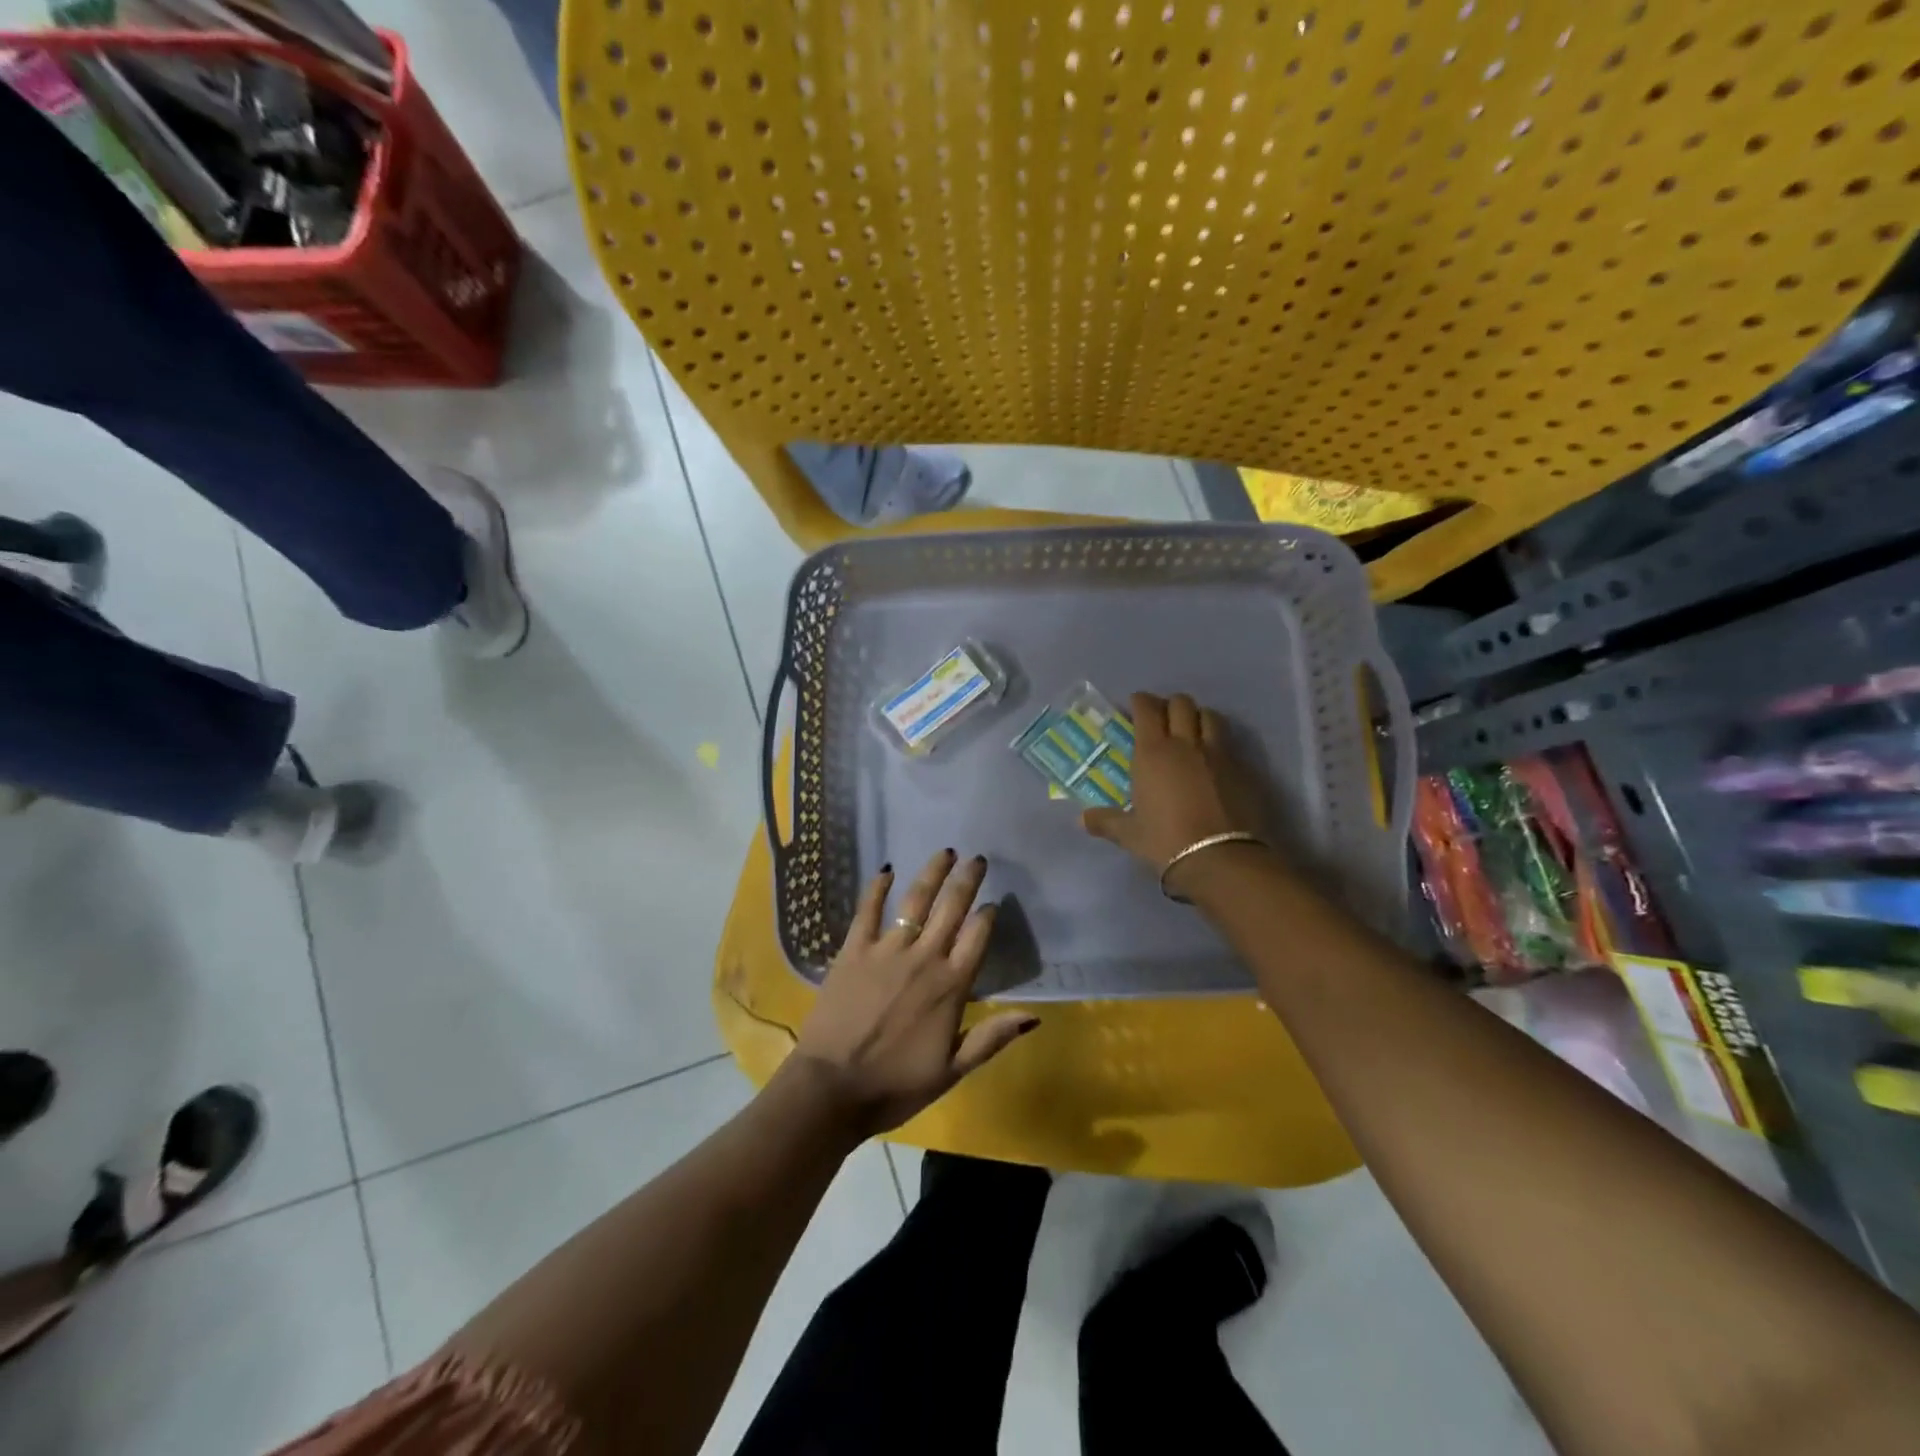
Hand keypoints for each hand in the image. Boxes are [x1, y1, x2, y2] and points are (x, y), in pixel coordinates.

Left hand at [792, 849, 1038, 1136]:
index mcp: (951, 986)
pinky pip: (868, 910)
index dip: (987, 915)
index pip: (977, 937)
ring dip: (932, 873)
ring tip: (945, 852)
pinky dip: (877, 887)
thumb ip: (992, 1037)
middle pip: (951, 908)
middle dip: (967, 880)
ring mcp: (886, 950)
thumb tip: (1034, 1015)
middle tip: (976, 858)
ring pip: (915, 900)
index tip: (993, 902)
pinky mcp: (853, 950)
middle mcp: (924, 958)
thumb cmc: (896, 1085)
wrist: (833, 1088)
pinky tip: (885, 869)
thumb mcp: (952, 1070)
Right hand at [1081, 692, 1268, 895]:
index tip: (1135, 704)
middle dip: (1170, 704)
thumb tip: (1082, 820)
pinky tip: (1214, 760)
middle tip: (1162, 716)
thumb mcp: (1129, 834)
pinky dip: (1219, 744)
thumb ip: (1106, 822)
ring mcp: (1218, 754)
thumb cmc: (1166, 841)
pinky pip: (1229, 744)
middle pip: (1181, 704)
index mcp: (1153, 752)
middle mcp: (1186, 744)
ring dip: (1199, 717)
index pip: (1147, 709)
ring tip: (1191, 730)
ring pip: (1210, 716)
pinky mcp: (1243, 769)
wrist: (1220, 858)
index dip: (1140, 701)